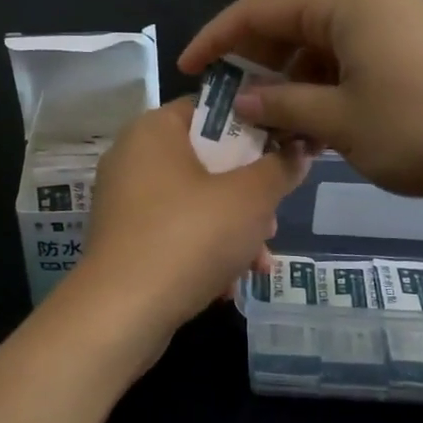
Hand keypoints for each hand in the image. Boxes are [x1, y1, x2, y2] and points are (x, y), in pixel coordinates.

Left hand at [72, 98, 309, 336]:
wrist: (122, 312)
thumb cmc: (190, 237)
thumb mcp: (251, 198)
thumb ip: (280, 168)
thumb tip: (299, 149)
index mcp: (155, 130)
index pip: (212, 110)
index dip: (255, 128)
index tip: (284, 155)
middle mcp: (133, 158)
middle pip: (208, 162)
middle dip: (249, 196)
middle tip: (272, 224)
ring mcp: (125, 202)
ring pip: (195, 203)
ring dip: (233, 231)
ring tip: (258, 264)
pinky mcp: (124, 241)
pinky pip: (174, 233)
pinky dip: (203, 252)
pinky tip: (227, 286)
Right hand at [179, 0, 422, 215]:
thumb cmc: (420, 127)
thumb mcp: (339, 121)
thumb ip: (282, 105)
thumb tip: (242, 99)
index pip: (258, 9)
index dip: (216, 39)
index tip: (188, 70)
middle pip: (288, 22)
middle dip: (255, 63)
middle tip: (229, 106)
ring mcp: (393, 15)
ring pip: (319, 43)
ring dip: (291, 81)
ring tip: (271, 126)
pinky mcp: (413, 41)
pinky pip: (349, 54)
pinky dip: (324, 84)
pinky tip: (314, 123)